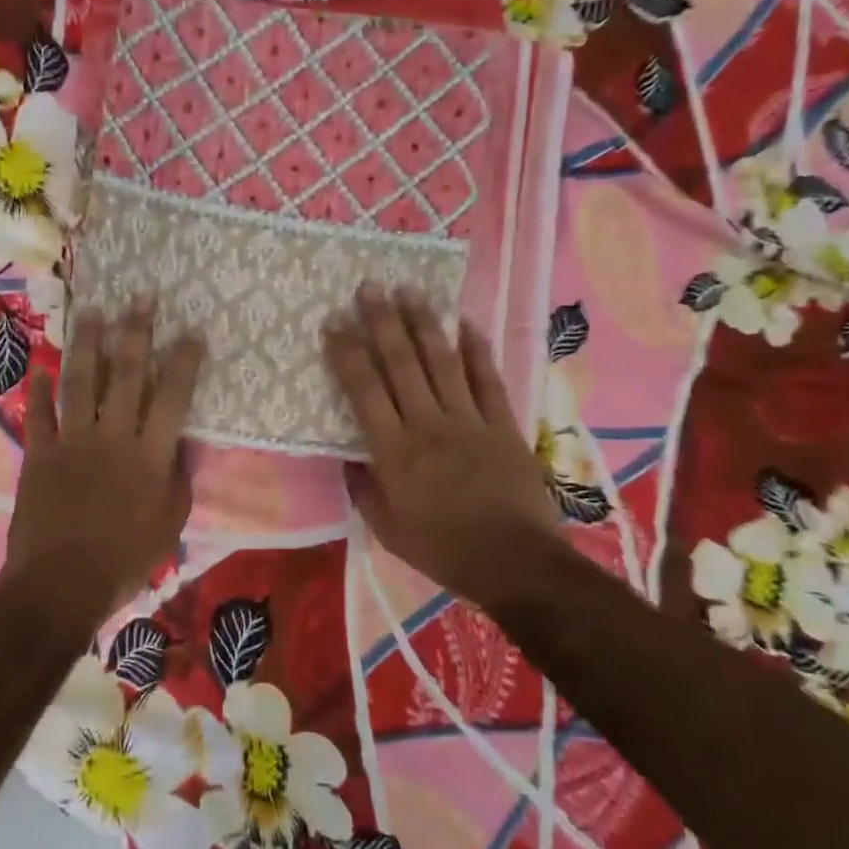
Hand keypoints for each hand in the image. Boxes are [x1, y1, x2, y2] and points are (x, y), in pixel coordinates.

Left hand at [3, 300, 204, 617]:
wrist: (60, 585)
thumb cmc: (125, 559)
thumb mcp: (170, 524)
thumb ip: (177, 478)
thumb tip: (179, 444)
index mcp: (150, 455)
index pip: (173, 396)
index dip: (184, 361)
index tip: (192, 332)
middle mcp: (112, 436)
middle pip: (126, 374)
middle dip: (136, 331)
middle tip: (141, 296)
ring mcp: (71, 441)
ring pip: (80, 381)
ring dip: (86, 343)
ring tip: (92, 311)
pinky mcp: (39, 454)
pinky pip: (39, 413)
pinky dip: (39, 389)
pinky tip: (41, 366)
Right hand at [323, 284, 559, 608]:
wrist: (514, 561)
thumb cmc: (443, 549)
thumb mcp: (387, 530)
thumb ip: (365, 490)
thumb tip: (350, 460)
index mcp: (395, 451)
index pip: (364, 390)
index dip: (346, 352)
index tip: (334, 322)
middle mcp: (428, 424)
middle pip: (401, 363)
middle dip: (381, 321)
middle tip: (368, 286)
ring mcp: (469, 420)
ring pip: (442, 361)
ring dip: (423, 323)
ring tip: (408, 290)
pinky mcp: (503, 424)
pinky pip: (487, 379)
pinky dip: (476, 349)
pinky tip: (466, 322)